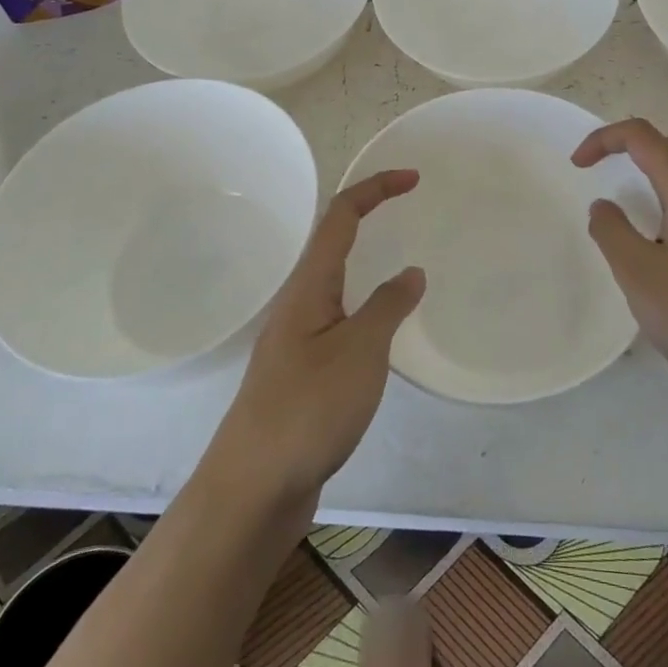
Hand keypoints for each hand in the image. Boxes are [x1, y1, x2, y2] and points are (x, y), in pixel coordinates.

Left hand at [206, 170, 424, 503]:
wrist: (253, 488)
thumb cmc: (308, 408)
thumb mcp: (361, 350)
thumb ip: (388, 305)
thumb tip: (410, 272)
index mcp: (309, 286)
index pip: (342, 216)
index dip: (376, 189)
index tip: (413, 178)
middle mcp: (299, 302)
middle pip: (334, 241)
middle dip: (371, 216)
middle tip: (412, 212)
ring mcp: (298, 338)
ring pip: (336, 282)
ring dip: (368, 261)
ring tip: (406, 266)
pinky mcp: (303, 371)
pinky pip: (340, 319)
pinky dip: (367, 305)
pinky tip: (383, 329)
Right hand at [572, 119, 667, 412]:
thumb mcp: (638, 274)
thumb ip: (611, 231)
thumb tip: (604, 205)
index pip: (643, 136)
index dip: (604, 139)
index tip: (578, 166)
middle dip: (630, 148)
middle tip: (601, 173)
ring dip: (654, 170)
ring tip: (628, 202)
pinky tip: (662, 235)